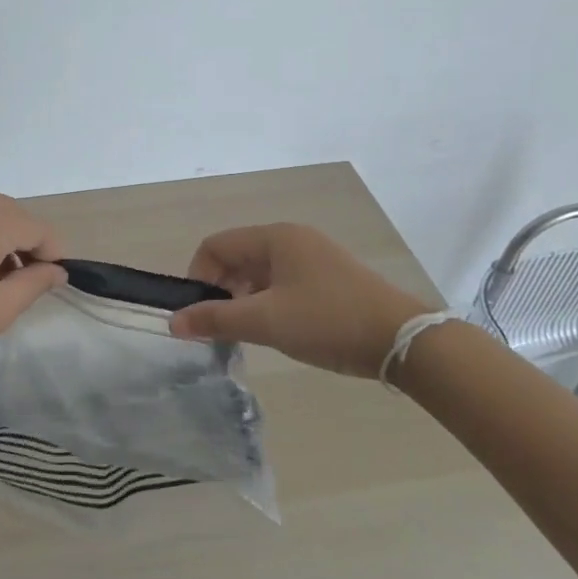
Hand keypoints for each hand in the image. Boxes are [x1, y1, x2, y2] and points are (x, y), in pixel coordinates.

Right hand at [167, 223, 430, 378]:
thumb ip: (215, 319)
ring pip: (260, 272)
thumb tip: (173, 322)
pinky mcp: (330, 278)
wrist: (405, 341)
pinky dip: (268, 303)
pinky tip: (277, 330)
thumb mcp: (266, 321)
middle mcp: (292, 239)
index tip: (199, 313)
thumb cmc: (328, 322)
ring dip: (244, 299)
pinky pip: (283, 283)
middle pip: (237, 257)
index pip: (215, 245)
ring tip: (249, 333)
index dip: (198, 277)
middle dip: (221, 290)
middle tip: (222, 327)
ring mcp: (314, 257)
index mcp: (275, 237)